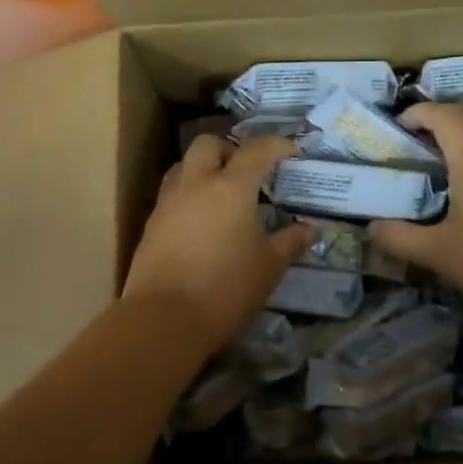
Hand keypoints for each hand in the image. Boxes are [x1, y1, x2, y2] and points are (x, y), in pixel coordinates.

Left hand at [124, 134, 317, 347]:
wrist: (163, 320)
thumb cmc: (226, 289)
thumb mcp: (269, 267)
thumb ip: (290, 242)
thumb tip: (311, 229)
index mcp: (231, 187)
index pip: (256, 150)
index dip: (277, 145)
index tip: (291, 152)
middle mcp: (196, 184)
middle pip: (208, 144)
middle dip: (230, 149)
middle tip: (248, 171)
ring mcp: (168, 202)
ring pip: (184, 165)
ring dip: (203, 169)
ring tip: (222, 194)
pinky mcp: (151, 224)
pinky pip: (172, 194)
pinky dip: (189, 195)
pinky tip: (201, 222)